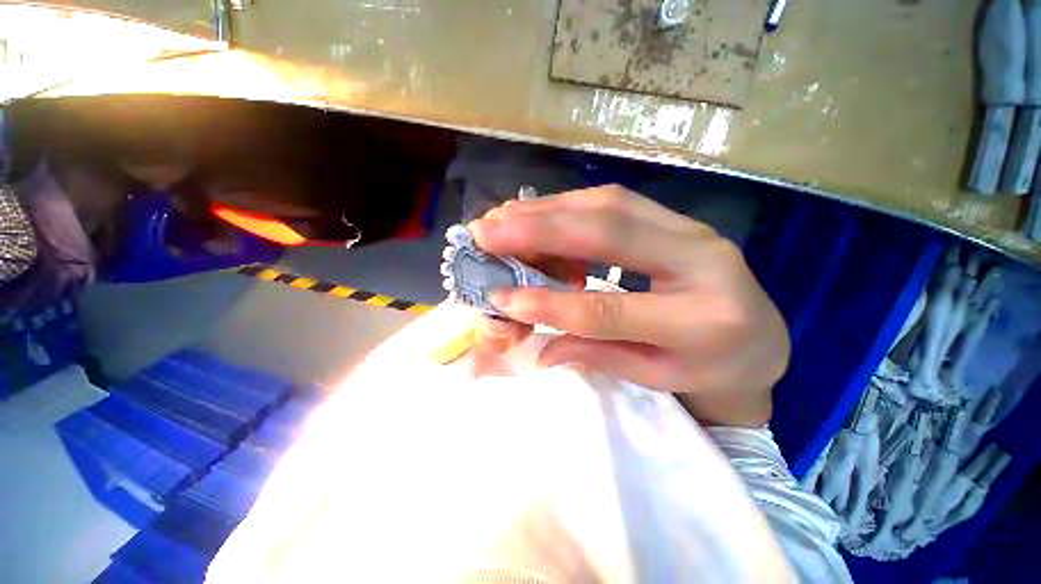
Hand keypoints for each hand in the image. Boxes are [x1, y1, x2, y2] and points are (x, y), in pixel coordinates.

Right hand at [468, 186, 788, 425]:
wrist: (763, 340)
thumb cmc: (711, 370)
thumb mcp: (656, 377)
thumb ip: (596, 355)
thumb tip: (539, 348)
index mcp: (703, 320)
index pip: (608, 307)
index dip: (550, 302)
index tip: (501, 296)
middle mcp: (703, 261)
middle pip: (609, 232)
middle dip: (540, 229)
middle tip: (487, 229)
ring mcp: (693, 229)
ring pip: (609, 205)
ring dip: (549, 209)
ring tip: (504, 217)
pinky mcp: (679, 219)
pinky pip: (615, 202)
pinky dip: (569, 205)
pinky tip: (539, 212)